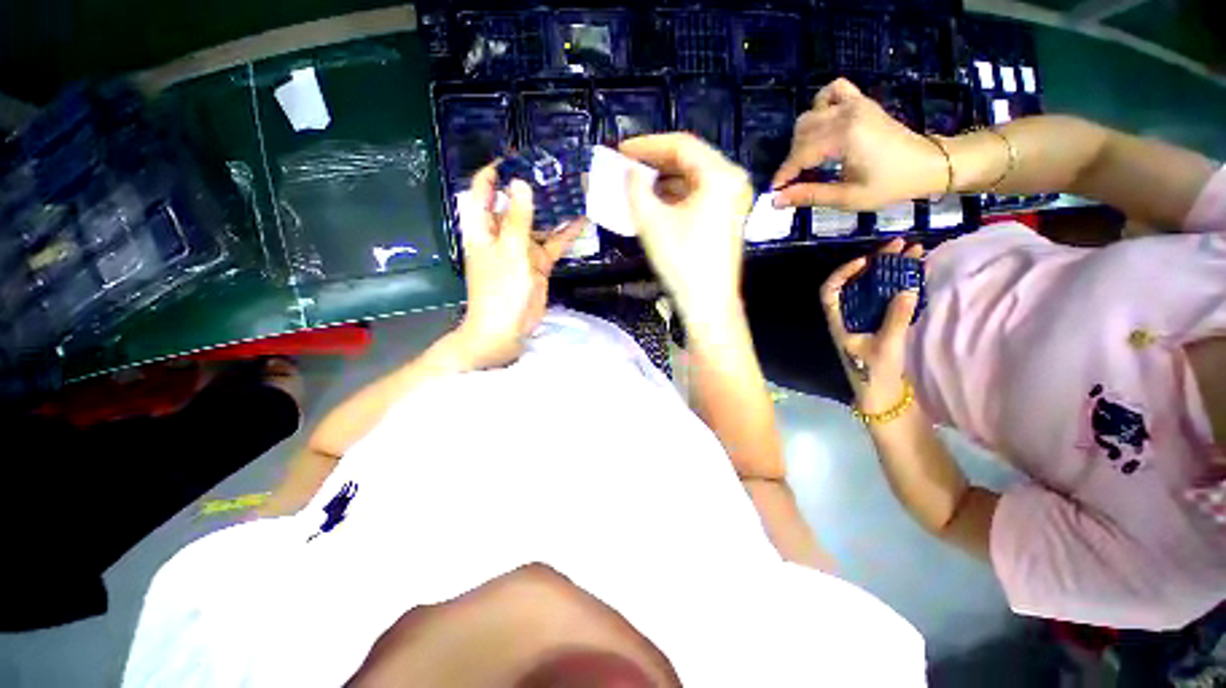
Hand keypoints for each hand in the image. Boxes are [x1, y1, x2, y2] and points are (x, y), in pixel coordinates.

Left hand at [455, 162, 580, 368]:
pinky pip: (552, 244)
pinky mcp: (538, 264)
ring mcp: (521, 249)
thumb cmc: (500, 290)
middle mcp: (501, 234)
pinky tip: (581, 219)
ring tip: (572, 188)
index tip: (516, 157)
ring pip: (537, 223)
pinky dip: (564, 234)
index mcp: (483, 228)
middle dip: (531, 187)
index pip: (483, 190)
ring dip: (552, 209)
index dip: (495, 172)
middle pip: (514, 204)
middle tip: (555, 169)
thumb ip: (517, 219)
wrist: (507, 329)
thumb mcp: (510, 251)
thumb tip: (520, 183)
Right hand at [620, 133, 753, 326]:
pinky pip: (698, 195)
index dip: (647, 145)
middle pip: (689, 160)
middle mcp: (732, 181)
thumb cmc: (682, 261)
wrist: (708, 302)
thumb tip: (629, 173)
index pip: (680, 145)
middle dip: (655, 162)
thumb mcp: (652, 222)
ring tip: (636, 183)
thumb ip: (636, 188)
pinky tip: (655, 201)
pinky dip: (675, 195)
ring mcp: (732, 200)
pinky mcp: (726, 217)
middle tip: (627, 165)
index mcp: (719, 175)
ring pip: (693, 178)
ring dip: (663, 179)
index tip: (621, 149)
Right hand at [772, 78, 948, 209]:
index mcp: (844, 137)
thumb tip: (777, 201)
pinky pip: (833, 90)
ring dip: (802, 137)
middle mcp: (846, 114)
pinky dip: (821, 104)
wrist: (928, 163)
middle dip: (792, 159)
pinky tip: (823, 123)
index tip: (774, 193)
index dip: (784, 175)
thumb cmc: (890, 184)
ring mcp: (855, 103)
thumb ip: (809, 195)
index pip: (800, 154)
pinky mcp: (861, 101)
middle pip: (801, 133)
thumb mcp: (848, 197)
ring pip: (811, 114)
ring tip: (808, 158)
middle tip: (796, 181)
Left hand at [820, 239, 923, 410]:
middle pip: (856, 284)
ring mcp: (864, 320)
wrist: (881, 395)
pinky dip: (898, 286)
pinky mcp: (879, 325)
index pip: (830, 291)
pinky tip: (914, 275)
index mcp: (839, 321)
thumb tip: (907, 288)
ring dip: (891, 271)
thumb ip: (895, 318)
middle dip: (876, 264)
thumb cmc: (874, 373)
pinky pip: (885, 300)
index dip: (843, 273)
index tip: (865, 261)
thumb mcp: (886, 346)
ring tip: (913, 252)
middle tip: (899, 245)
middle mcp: (848, 317)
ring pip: (873, 289)